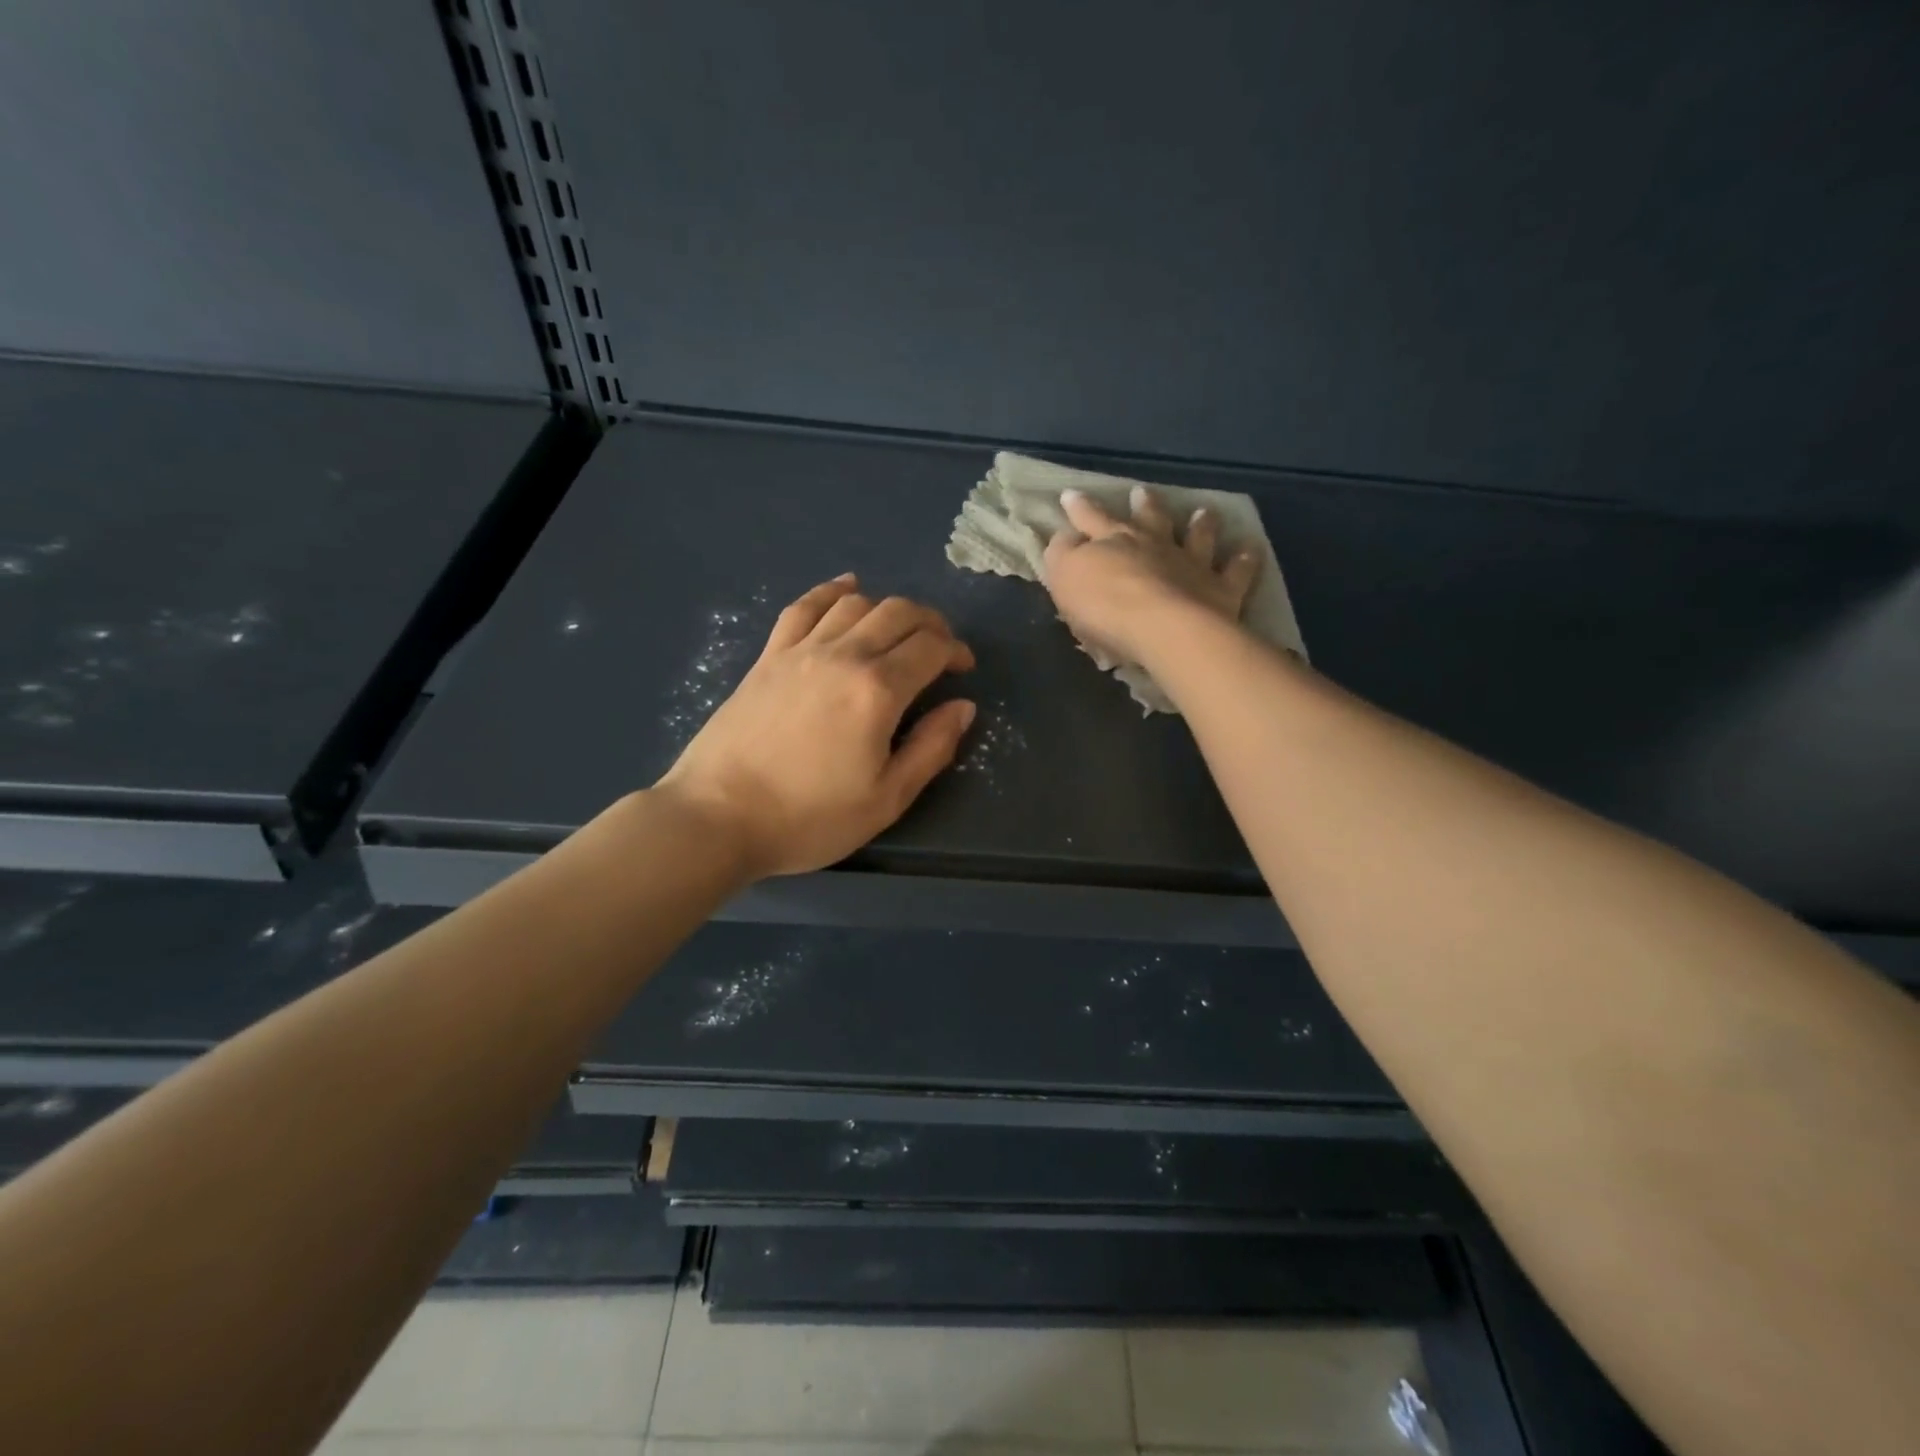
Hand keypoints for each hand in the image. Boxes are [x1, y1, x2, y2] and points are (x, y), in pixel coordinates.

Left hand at [657, 575, 975, 878]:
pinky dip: (832, 591)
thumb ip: (931, 748)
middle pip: (898, 613)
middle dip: (930, 622)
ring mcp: (800, 650)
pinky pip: (804, 606)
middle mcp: (843, 655)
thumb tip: (962, 706)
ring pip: (855, 603)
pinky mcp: (768, 656)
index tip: (963, 668)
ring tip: (898, 630)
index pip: (930, 647)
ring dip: (887, 608)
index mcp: (877, 690)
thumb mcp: (886, 799)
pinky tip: (846, 588)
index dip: (955, 650)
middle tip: (940, 647)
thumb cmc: (808, 818)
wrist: (718, 817)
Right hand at [1041, 486, 1259, 664]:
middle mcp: (1155, 545)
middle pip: (1149, 519)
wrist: (1164, 628)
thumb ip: (1063, 555)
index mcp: (1114, 542)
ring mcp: (1192, 564)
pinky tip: (1250, 549)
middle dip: (1144, 505)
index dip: (1079, 508)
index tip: (1071, 494)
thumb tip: (1064, 537)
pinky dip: (1243, 560)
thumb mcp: (1066, 578)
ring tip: (1204, 512)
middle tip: (1143, 491)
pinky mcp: (1221, 589)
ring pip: (1197, 536)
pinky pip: (1236, 571)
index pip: (1091, 519)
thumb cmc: (1107, 607)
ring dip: (1200, 524)